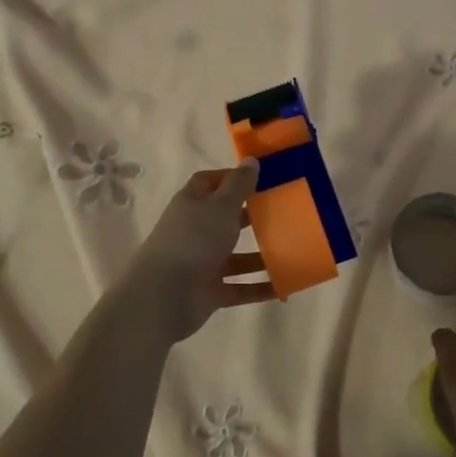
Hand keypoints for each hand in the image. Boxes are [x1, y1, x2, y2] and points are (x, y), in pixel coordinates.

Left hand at [114, 161, 273, 344]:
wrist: (164, 296)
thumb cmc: (194, 240)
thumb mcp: (221, 206)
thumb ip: (239, 185)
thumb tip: (250, 160)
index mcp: (191, 204)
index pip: (209, 182)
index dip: (231, 178)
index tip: (260, 178)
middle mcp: (195, 231)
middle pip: (224, 219)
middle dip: (251, 217)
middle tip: (283, 213)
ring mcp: (201, 263)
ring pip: (235, 256)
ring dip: (260, 256)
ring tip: (291, 251)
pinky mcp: (209, 292)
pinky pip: (239, 287)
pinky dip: (259, 287)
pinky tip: (284, 287)